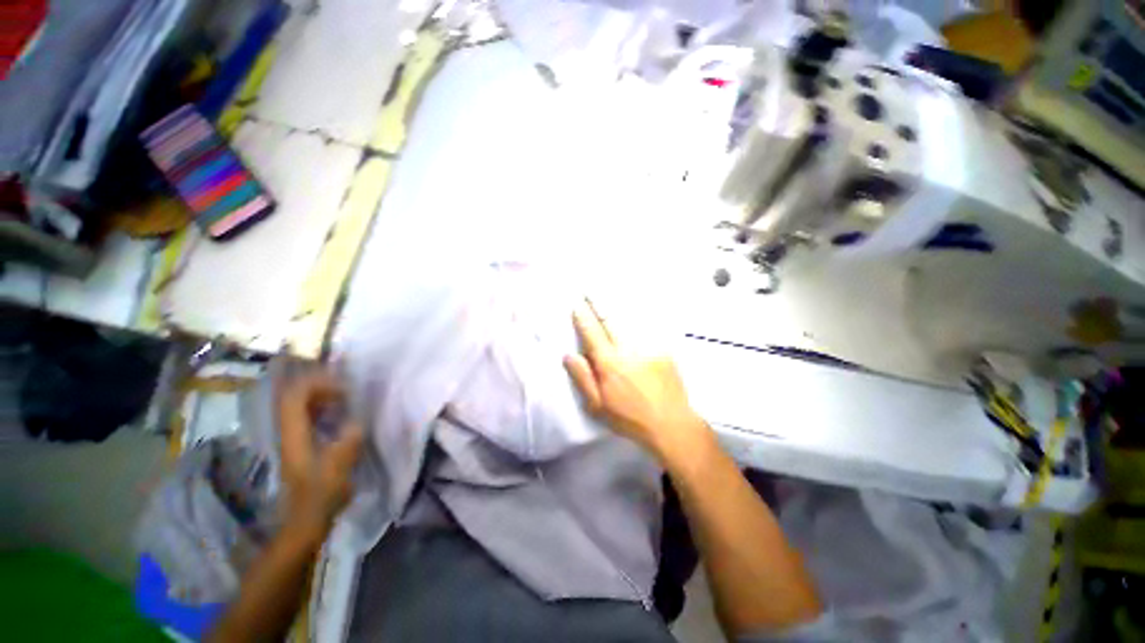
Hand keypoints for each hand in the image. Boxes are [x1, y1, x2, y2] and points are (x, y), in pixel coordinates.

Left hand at [277, 371, 363, 538]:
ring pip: (299, 406)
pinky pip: (307, 416)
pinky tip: (341, 415)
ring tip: (346, 398)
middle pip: (294, 396)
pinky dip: (323, 409)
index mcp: (294, 435)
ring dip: (322, 396)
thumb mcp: (339, 469)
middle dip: (320, 386)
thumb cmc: (320, 496)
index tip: (344, 387)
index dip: (317, 383)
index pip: (295, 396)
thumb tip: (358, 420)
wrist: (304, 522)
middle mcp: (288, 432)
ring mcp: (292, 439)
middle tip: (347, 390)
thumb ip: (349, 441)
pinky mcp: (300, 445)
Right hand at [564, 299, 710, 463]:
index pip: (592, 333)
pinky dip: (636, 319)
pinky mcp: (663, 350)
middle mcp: (628, 349)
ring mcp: (648, 347)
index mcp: (609, 364)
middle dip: (598, 303)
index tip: (577, 304)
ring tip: (608, 296)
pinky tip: (633, 314)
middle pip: (610, 320)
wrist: (671, 424)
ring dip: (616, 308)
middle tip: (590, 291)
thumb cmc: (629, 418)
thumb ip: (583, 378)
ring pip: (629, 321)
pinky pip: (647, 329)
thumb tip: (569, 355)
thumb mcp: (598, 406)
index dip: (583, 317)